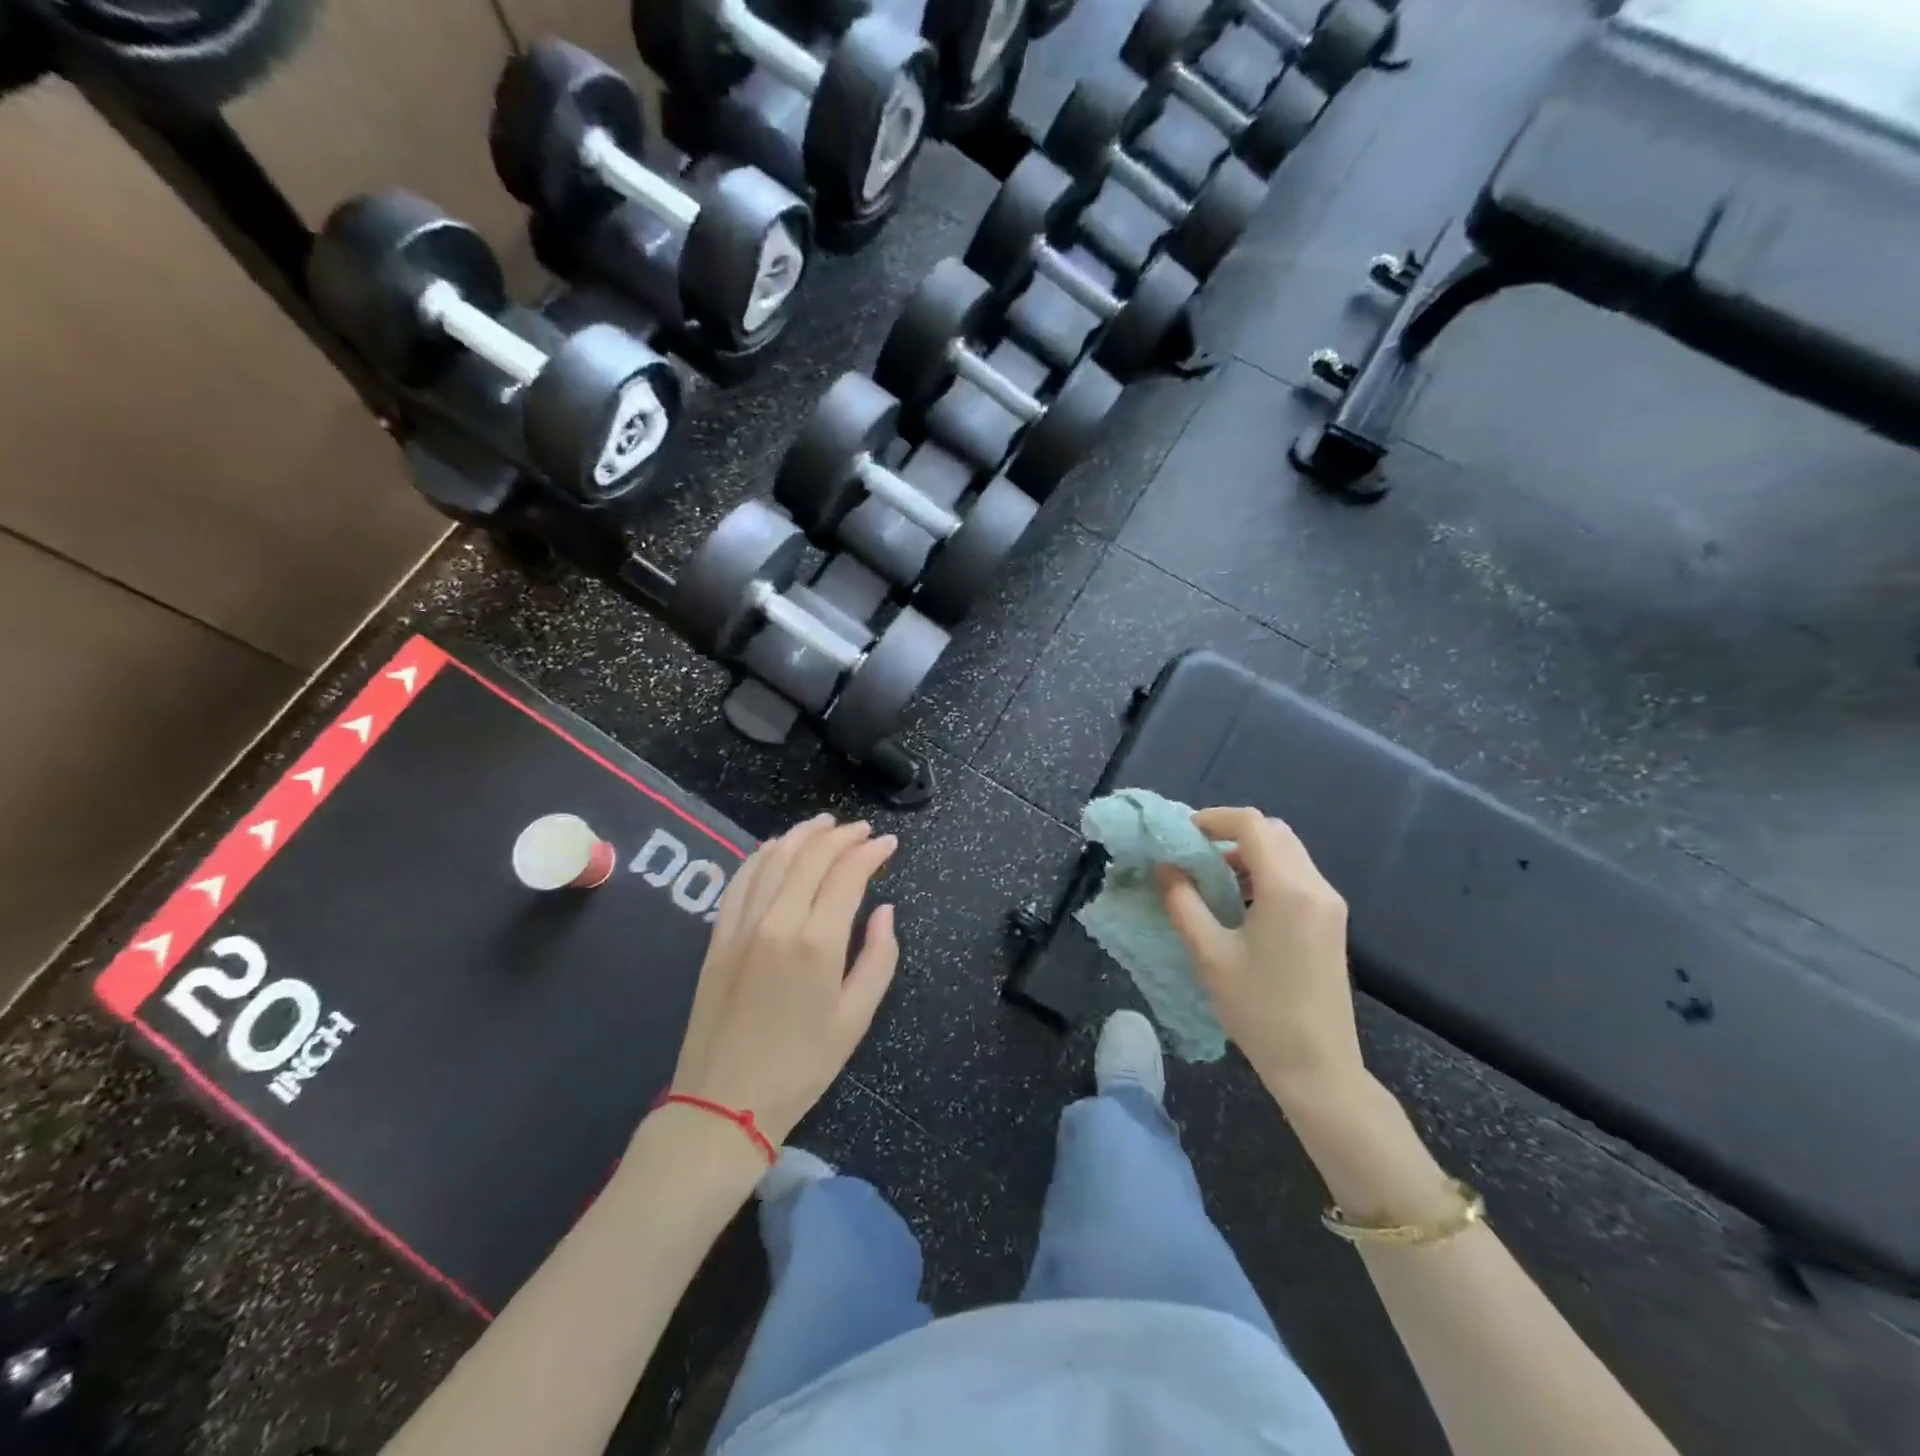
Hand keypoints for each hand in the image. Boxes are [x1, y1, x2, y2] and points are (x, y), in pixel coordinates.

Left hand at [669, 815, 898, 1145]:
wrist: (724, 1102)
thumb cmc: (802, 1065)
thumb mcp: (856, 1017)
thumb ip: (879, 957)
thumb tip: (885, 910)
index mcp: (817, 942)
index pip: (848, 873)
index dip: (871, 851)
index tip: (888, 843)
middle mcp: (778, 921)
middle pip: (810, 856)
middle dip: (841, 835)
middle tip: (862, 830)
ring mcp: (742, 925)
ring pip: (773, 858)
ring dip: (802, 835)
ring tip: (825, 825)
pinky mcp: (718, 936)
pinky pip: (741, 879)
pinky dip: (762, 855)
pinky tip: (776, 847)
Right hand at [1158, 807, 1363, 1104]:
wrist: (1318, 1067)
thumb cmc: (1258, 1011)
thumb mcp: (1209, 954)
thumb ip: (1182, 901)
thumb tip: (1165, 866)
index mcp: (1288, 889)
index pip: (1252, 824)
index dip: (1213, 819)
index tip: (1181, 834)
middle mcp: (1316, 887)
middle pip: (1273, 832)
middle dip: (1230, 833)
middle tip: (1193, 853)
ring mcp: (1329, 904)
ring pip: (1287, 852)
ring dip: (1248, 852)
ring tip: (1210, 878)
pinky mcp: (1331, 922)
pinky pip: (1297, 875)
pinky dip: (1265, 872)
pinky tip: (1240, 902)